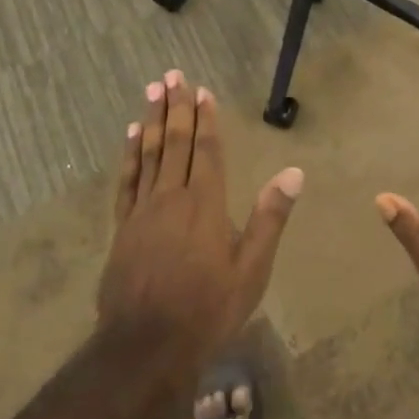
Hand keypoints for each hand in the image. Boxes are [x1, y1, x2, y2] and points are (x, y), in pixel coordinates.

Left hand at [99, 71, 302, 373]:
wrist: (148, 344)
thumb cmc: (209, 308)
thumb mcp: (252, 268)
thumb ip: (271, 217)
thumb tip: (295, 172)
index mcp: (206, 203)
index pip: (207, 150)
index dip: (205, 119)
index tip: (202, 90)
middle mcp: (172, 197)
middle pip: (174, 142)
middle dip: (175, 107)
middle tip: (172, 74)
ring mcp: (143, 210)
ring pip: (148, 154)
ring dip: (150, 120)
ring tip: (153, 91)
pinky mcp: (123, 226)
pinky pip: (127, 180)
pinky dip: (129, 155)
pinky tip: (130, 137)